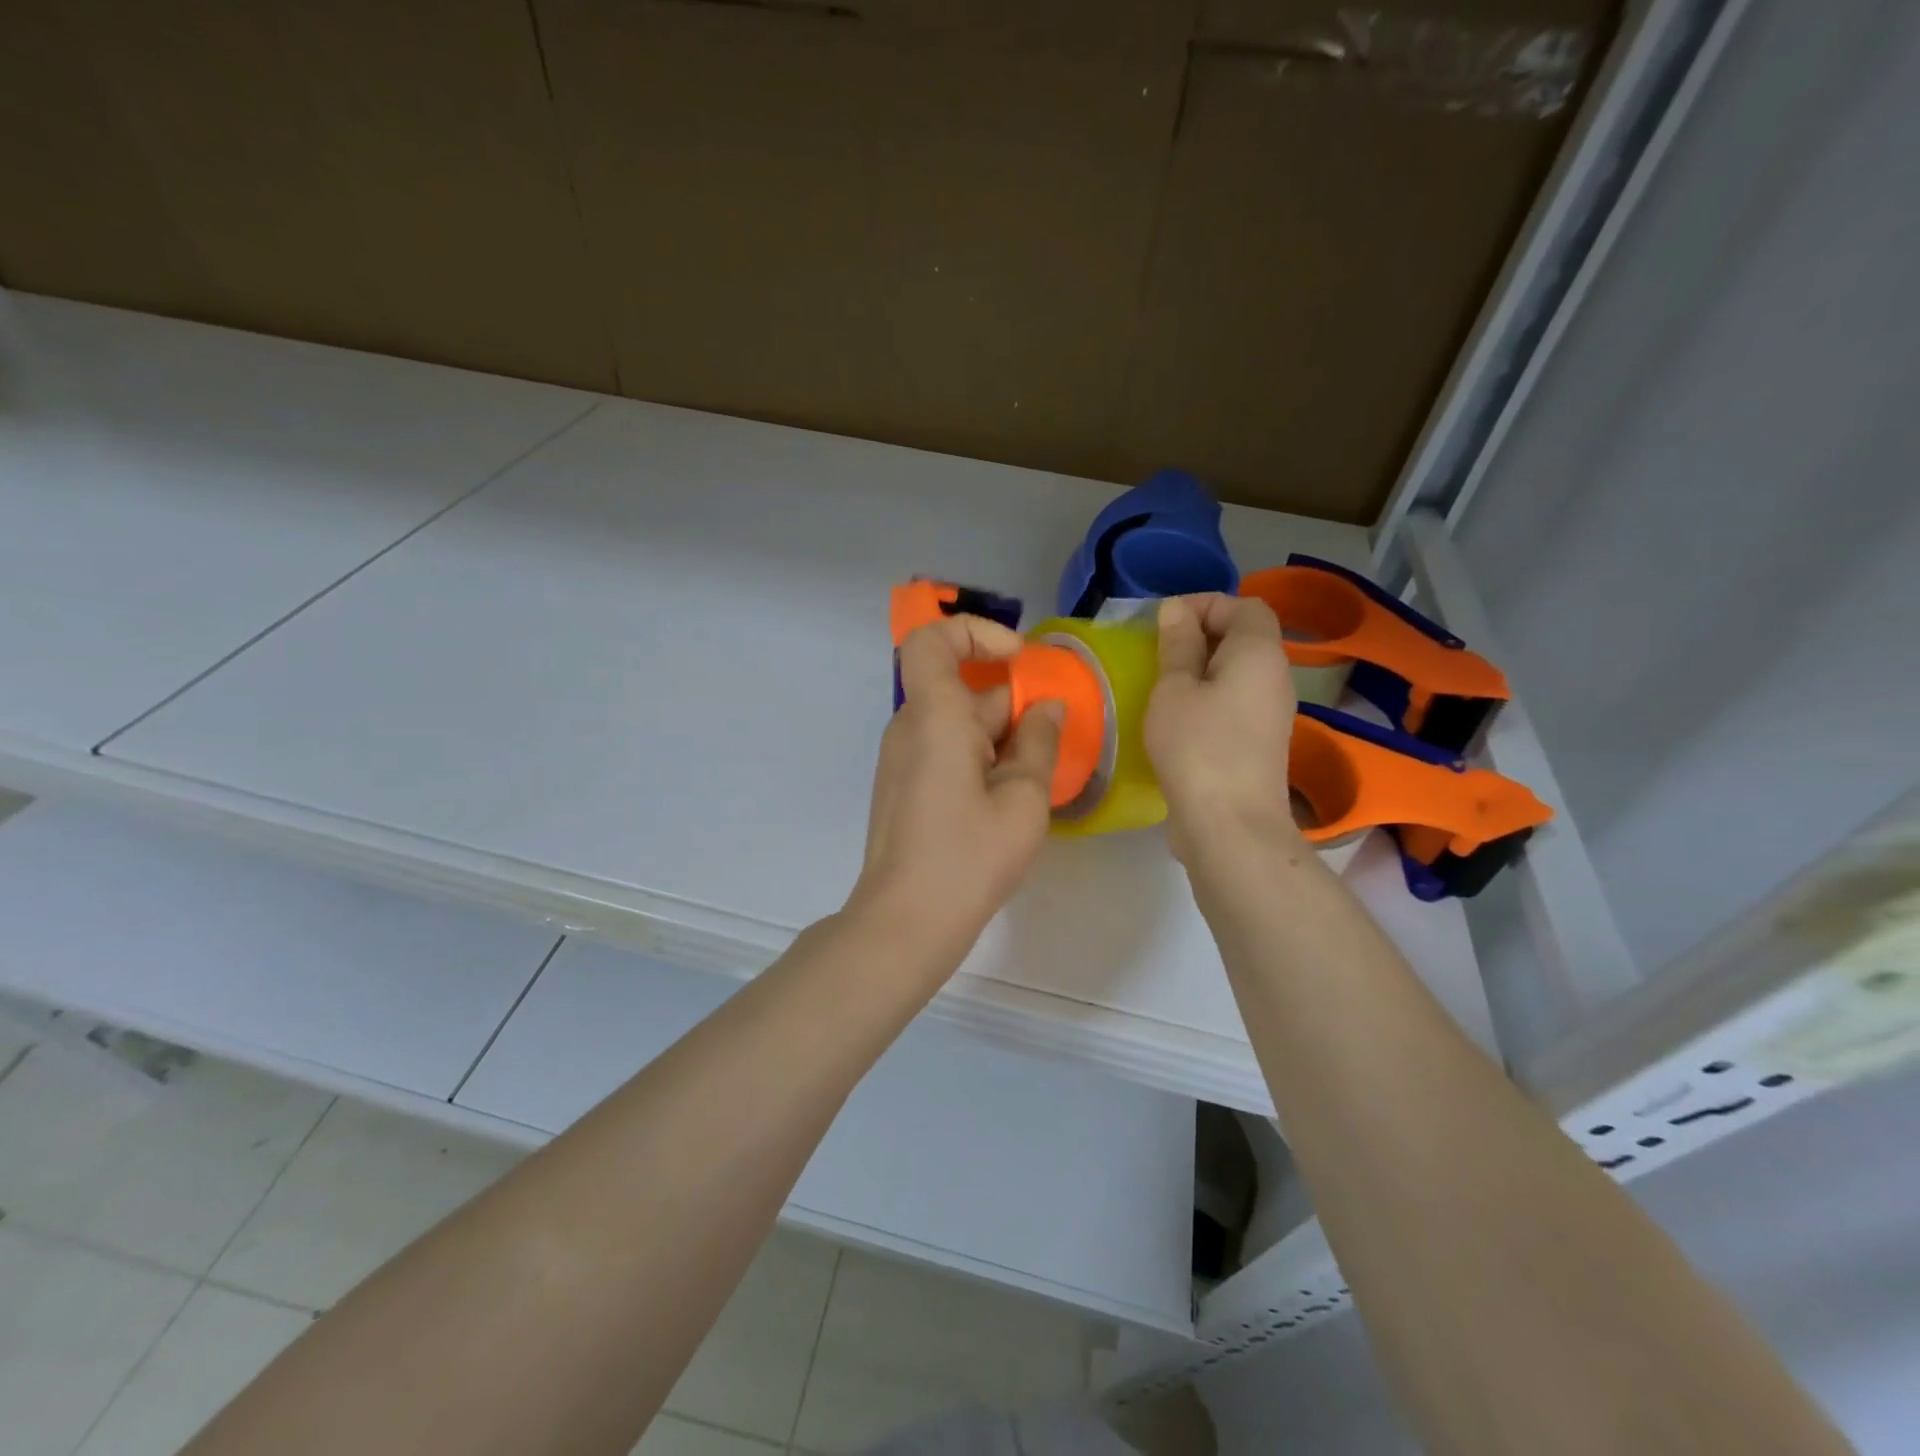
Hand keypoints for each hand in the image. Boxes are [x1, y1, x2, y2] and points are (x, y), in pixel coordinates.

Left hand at [852, 615, 1062, 944]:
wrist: (904, 922)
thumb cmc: (967, 858)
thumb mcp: (1023, 801)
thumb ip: (1040, 743)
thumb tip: (1046, 707)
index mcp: (933, 716)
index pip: (931, 638)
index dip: (976, 633)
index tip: (1019, 661)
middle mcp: (910, 727)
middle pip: (960, 688)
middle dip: (1011, 706)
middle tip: (1048, 748)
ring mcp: (902, 758)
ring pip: (957, 723)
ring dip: (1000, 739)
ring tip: (1033, 785)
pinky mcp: (904, 786)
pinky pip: (945, 750)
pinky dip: (980, 759)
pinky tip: (1005, 803)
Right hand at [1145, 593, 1299, 863]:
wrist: (1230, 825)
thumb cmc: (1197, 747)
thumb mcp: (1174, 689)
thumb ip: (1177, 645)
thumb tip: (1177, 610)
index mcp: (1259, 652)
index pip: (1244, 605)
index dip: (1204, 604)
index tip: (1163, 622)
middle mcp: (1275, 677)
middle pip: (1243, 637)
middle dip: (1199, 636)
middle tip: (1156, 652)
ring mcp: (1271, 713)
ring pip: (1237, 672)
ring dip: (1200, 670)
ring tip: (1160, 684)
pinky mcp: (1260, 743)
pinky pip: (1235, 702)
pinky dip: (1207, 698)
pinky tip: (1176, 718)